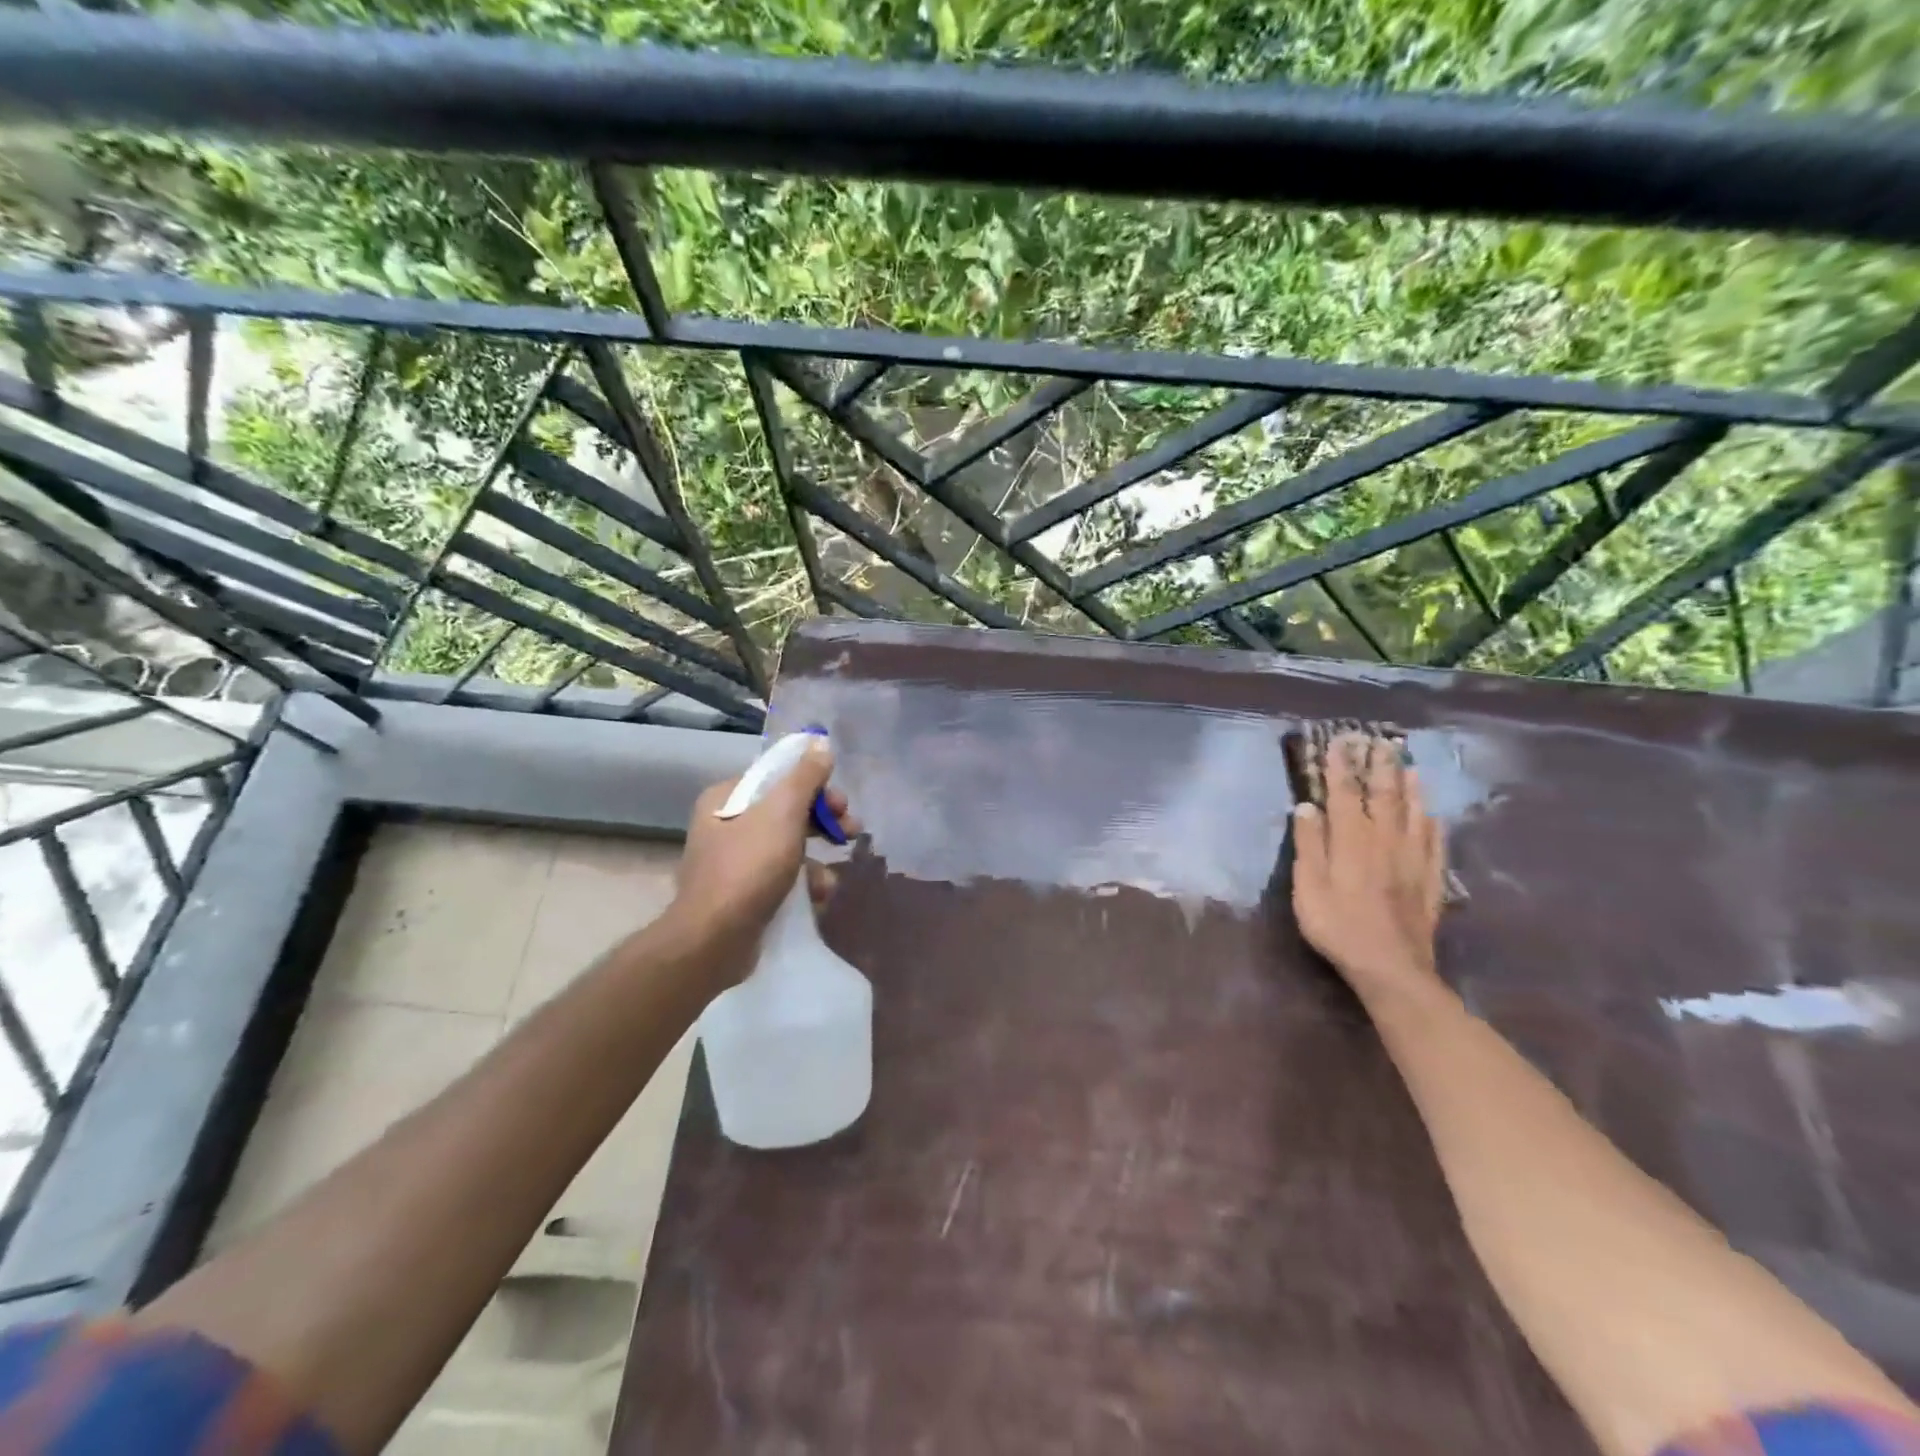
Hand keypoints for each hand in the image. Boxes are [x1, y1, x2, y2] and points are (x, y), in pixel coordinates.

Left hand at [667, 738, 860, 991]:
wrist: (714, 940)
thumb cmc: (749, 867)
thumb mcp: (783, 813)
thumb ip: (805, 776)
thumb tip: (820, 743)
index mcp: (727, 798)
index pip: (778, 778)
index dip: (815, 786)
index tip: (841, 803)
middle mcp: (726, 825)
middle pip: (787, 812)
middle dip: (823, 823)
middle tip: (852, 831)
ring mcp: (733, 862)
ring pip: (788, 847)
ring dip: (816, 860)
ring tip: (831, 880)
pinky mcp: (743, 895)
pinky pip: (781, 878)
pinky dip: (802, 885)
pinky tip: (817, 898)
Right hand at [1291, 730, 1445, 1001]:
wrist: (1390, 966)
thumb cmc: (1337, 925)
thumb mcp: (1308, 886)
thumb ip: (1308, 845)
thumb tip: (1306, 807)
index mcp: (1351, 840)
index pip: (1343, 794)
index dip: (1339, 768)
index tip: (1338, 743)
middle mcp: (1385, 841)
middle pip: (1383, 796)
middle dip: (1379, 768)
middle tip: (1380, 743)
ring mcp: (1412, 859)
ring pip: (1413, 814)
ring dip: (1410, 788)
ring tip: (1409, 766)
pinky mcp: (1429, 880)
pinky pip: (1434, 844)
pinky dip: (1433, 824)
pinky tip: (1434, 816)